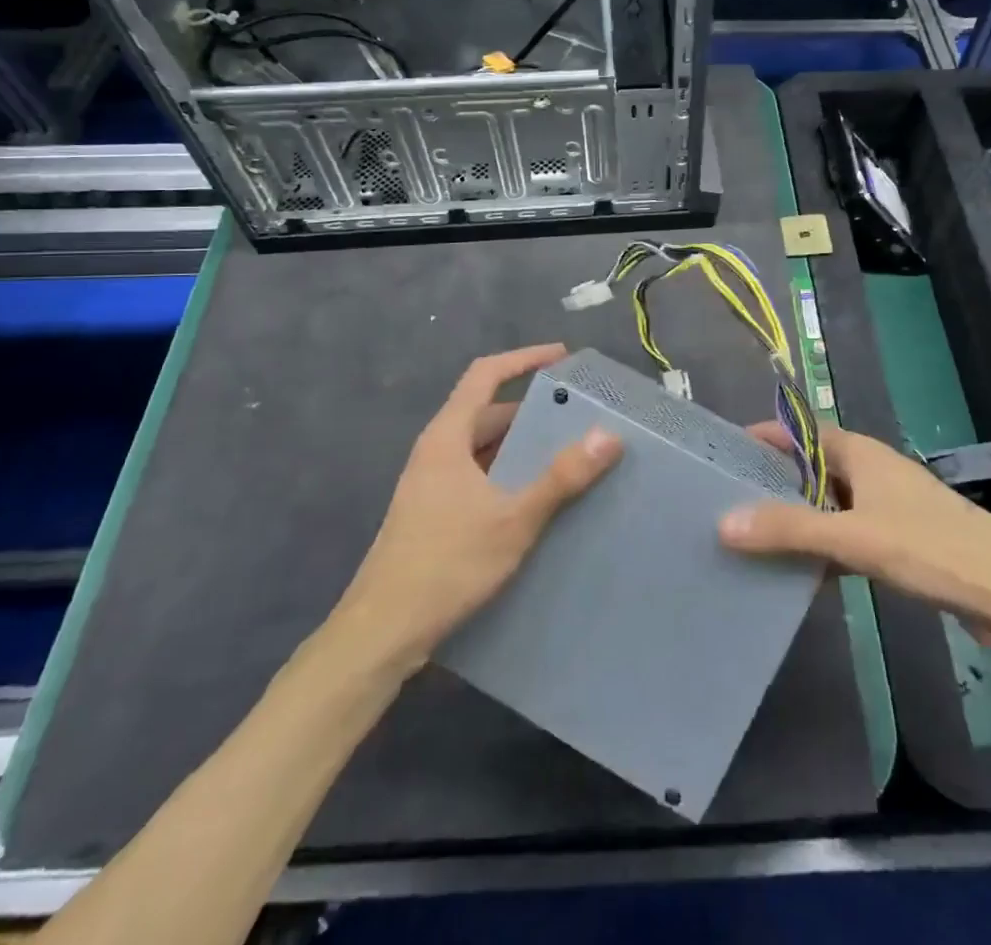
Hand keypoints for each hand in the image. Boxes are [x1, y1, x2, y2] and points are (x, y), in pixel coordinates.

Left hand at [334, 344, 621, 669]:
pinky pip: (479, 475)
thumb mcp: (513, 519)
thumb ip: (561, 477)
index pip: (485, 374)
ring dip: (521, 444)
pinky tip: (537, 497)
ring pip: (483, 447)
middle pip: (487, 412)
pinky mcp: (434, 513)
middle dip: (532, 408)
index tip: (562, 356)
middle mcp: (437, 451)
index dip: (523, 359)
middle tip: (578, 413)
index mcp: (447, 436)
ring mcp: (432, 484)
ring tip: (568, 452)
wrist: (382, 633)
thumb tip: (609, 435)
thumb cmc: (446, 564)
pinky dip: (509, 473)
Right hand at [719, 423, 990, 649]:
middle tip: (728, 502)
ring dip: (799, 518)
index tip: (723, 455)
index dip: (764, 437)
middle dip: (774, 482)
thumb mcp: (855, 538)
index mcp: (862, 453)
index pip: (801, 431)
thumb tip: (722, 522)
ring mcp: (889, 506)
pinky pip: (848, 533)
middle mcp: (873, 471)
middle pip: (812, 468)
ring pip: (830, 504)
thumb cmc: (933, 549)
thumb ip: (790, 530)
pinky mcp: (902, 540)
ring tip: (754, 539)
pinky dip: (825, 546)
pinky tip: (804, 574)